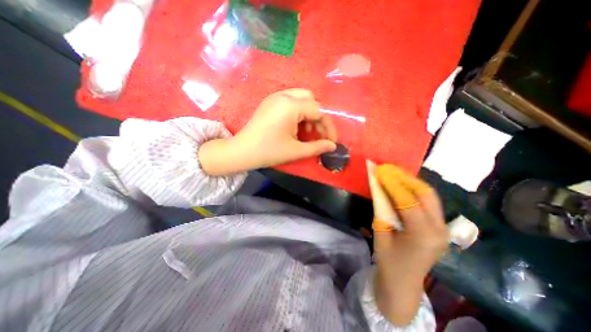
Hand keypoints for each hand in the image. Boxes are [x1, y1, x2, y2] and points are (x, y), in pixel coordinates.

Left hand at [198, 88, 336, 176]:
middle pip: (311, 100)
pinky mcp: (270, 102)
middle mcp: (283, 95)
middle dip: (318, 118)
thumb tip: (332, 146)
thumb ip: (317, 147)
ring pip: (301, 99)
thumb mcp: (296, 151)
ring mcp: (275, 97)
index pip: (319, 111)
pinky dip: (298, 113)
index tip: (331, 142)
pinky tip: (295, 127)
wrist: (242, 152)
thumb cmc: (269, 151)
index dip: (328, 127)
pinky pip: (290, 102)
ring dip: (308, 115)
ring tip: (306, 132)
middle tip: (317, 134)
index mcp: (291, 106)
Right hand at [368, 163, 445, 324]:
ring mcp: (442, 228)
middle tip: (388, 168)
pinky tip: (403, 184)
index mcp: (422, 235)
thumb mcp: (380, 232)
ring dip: (410, 181)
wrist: (403, 282)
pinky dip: (414, 190)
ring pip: (430, 195)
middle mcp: (438, 229)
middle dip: (404, 177)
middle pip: (425, 194)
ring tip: (394, 172)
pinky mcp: (440, 226)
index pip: (407, 200)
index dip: (392, 183)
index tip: (380, 170)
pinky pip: (428, 201)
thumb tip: (379, 186)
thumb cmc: (388, 260)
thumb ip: (382, 208)